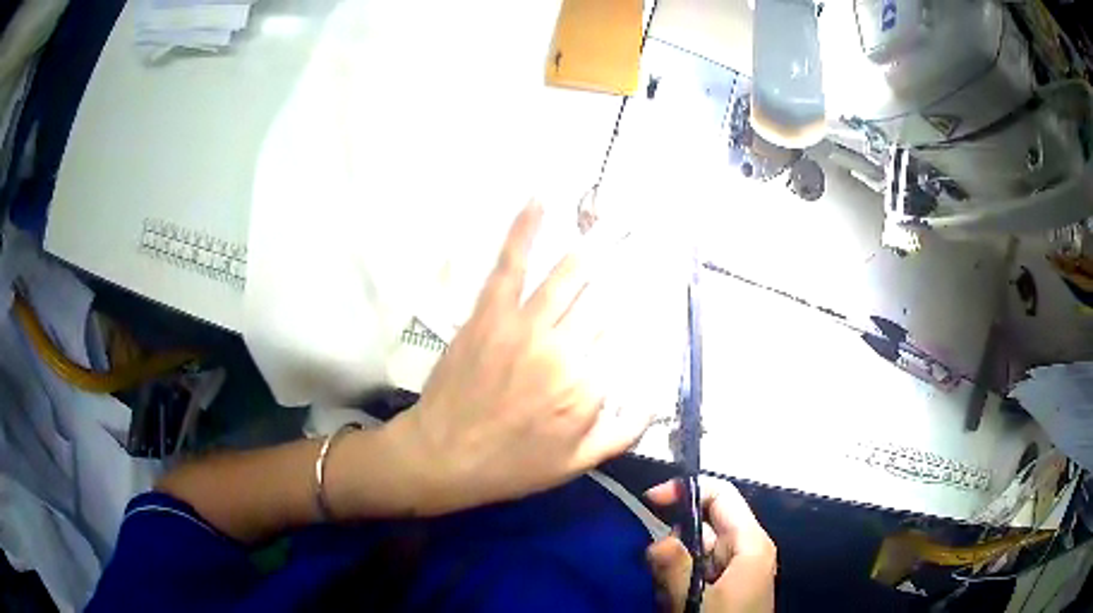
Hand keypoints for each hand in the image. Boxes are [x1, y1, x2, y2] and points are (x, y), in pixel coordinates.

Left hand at [386, 201, 652, 514]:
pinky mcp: (489, 313)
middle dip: (624, 272)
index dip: (633, 319)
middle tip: (641, 239)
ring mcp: (524, 326)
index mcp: (587, 387)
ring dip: (591, 246)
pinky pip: (511, 265)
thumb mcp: (577, 464)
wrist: (443, 457)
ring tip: (611, 220)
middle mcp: (563, 349)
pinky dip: (524, 231)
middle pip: (602, 303)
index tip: (639, 304)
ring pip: (566, 277)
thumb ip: (623, 433)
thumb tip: (656, 400)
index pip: (624, 339)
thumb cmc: (511, 465)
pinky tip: (539, 202)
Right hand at [645, 479, 776, 612]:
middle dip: (675, 541)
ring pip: (697, 548)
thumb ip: (674, 568)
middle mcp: (746, 548)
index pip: (722, 495)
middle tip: (657, 568)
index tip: (650, 501)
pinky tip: (676, 601)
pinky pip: (699, 568)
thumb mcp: (696, 601)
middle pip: (705, 523)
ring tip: (670, 595)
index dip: (687, 490)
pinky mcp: (728, 583)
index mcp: (750, 542)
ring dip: (675, 566)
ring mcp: (737, 566)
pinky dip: (681, 579)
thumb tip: (656, 539)